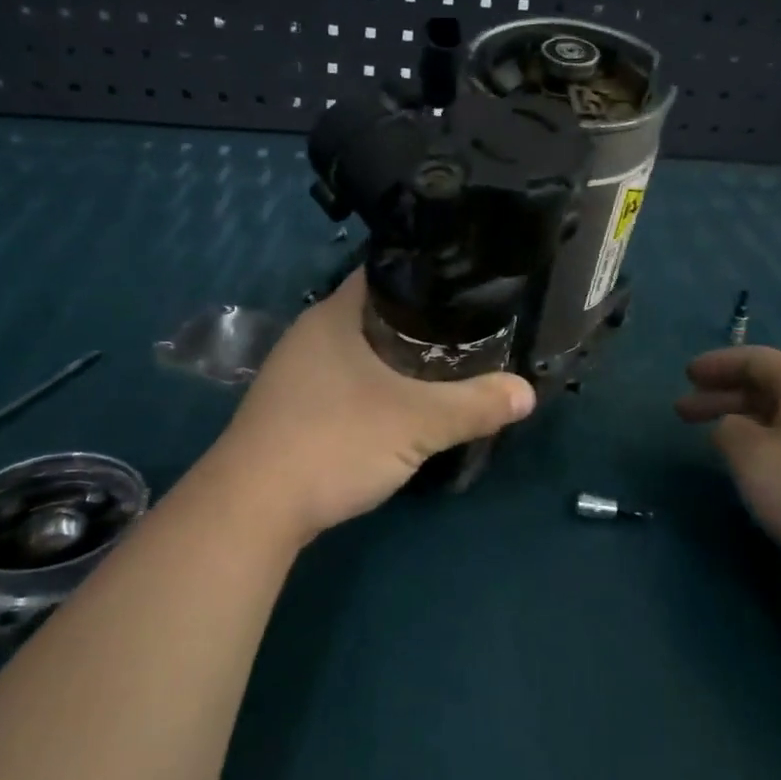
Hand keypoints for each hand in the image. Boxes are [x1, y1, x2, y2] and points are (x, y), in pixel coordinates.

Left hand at [207, 271, 535, 540]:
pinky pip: (343, 382)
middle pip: (375, 313)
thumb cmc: (335, 441)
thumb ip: (475, 405)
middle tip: (467, 333)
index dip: (427, 276)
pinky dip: (373, 387)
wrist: (253, 506)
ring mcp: (295, 373)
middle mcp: (310, 334)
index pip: (386, 273)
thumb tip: (526, 393)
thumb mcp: (417, 423)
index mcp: (334, 315)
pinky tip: (397, 407)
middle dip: (420, 323)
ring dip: (395, 359)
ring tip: (443, 368)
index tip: (467, 289)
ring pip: (359, 351)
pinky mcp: (291, 408)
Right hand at [676, 346, 780, 584]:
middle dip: (723, 396)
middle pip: (769, 386)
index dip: (717, 365)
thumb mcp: (754, 459)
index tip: (686, 375)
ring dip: (746, 421)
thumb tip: (733, 427)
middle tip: (684, 412)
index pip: (754, 360)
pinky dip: (772, 440)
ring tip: (718, 440)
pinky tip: (764, 466)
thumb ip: (729, 432)